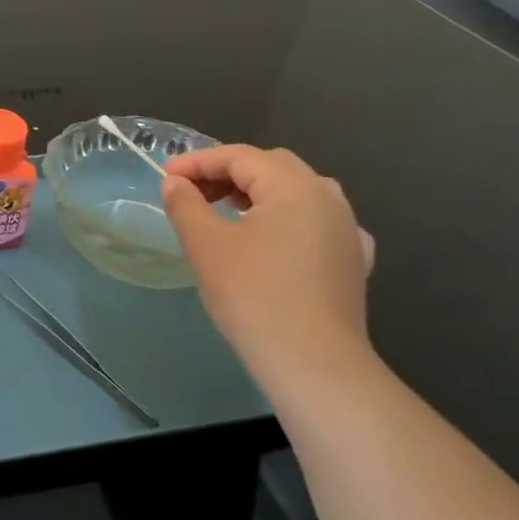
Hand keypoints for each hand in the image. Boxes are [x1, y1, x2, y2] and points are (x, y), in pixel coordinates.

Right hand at [161, 145, 376, 381]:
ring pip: (297, 193)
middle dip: (228, 173)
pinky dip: (288, 220)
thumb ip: (185, 204)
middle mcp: (328, 197)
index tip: (165, 178)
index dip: (197, 162)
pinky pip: (318, 223)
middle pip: (272, 167)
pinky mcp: (353, 261)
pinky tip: (275, 241)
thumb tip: (174, 183)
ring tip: (226, 213)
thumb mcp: (205, 245)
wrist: (313, 363)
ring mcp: (347, 229)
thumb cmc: (253, 296)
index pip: (239, 156)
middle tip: (192, 193)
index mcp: (294, 186)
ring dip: (258, 194)